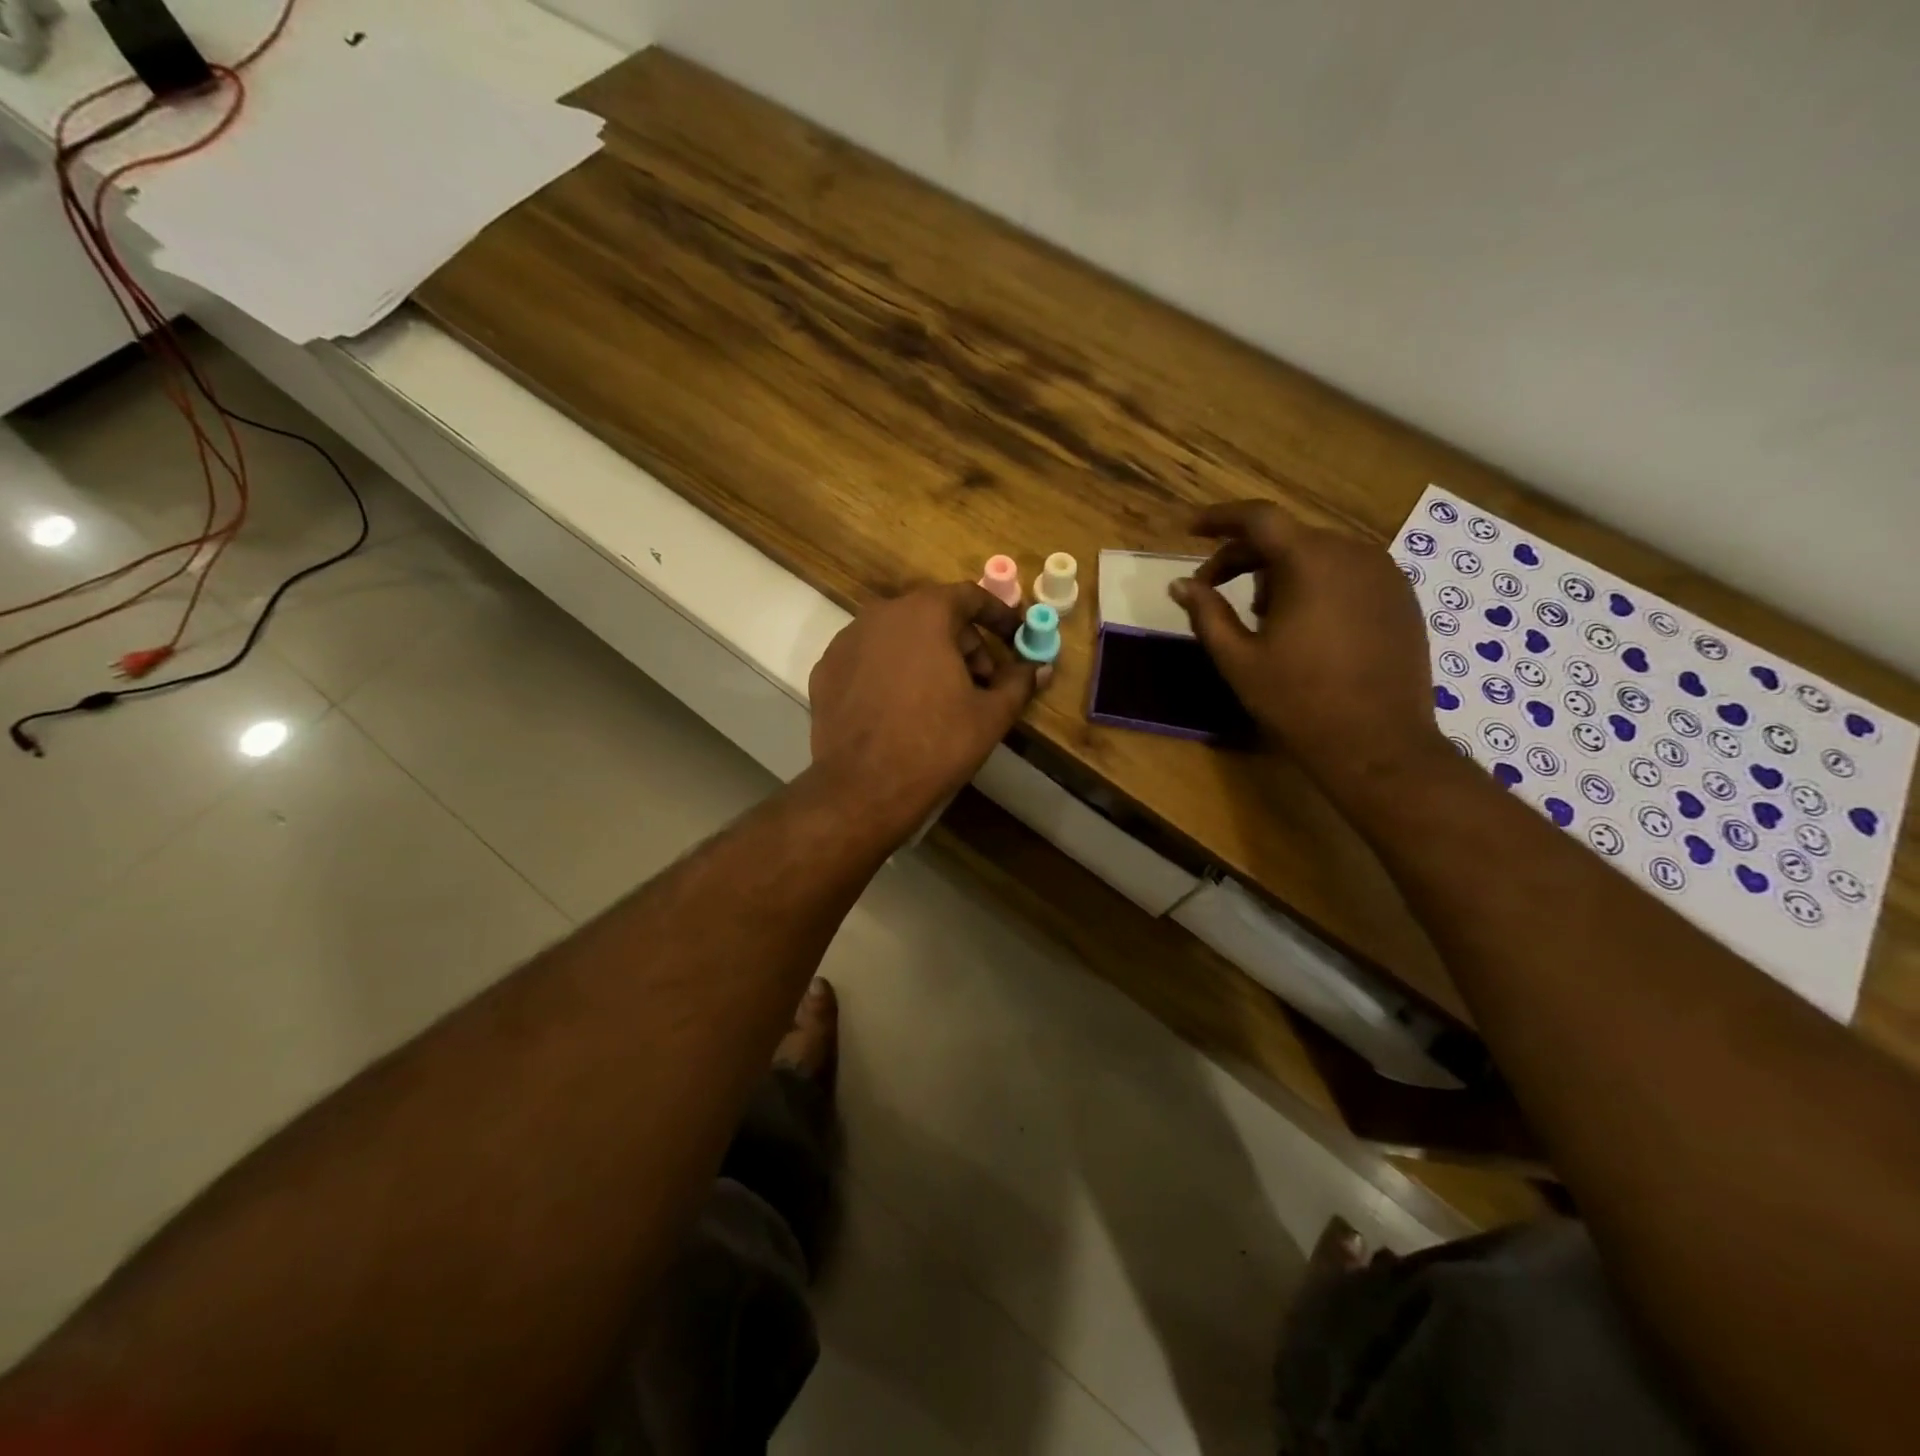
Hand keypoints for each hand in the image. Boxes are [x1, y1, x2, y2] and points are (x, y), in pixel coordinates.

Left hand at [808, 583, 1039, 836]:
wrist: (864, 788)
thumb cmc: (936, 744)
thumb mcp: (990, 715)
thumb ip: (1019, 683)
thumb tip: (1041, 668)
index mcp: (924, 614)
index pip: (969, 596)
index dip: (997, 616)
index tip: (1013, 636)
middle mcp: (881, 615)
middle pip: (932, 615)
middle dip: (963, 642)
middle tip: (981, 680)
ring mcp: (846, 641)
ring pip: (898, 636)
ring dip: (926, 655)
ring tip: (942, 696)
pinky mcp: (825, 670)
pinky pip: (870, 658)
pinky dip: (891, 670)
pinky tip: (901, 707)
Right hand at [1170, 501, 1446, 796]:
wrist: (1379, 746)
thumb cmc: (1299, 702)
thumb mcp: (1239, 660)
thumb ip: (1207, 614)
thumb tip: (1181, 585)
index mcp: (1310, 562)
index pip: (1258, 518)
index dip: (1219, 518)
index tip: (1190, 530)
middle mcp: (1353, 553)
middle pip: (1287, 536)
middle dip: (1244, 556)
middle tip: (1213, 588)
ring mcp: (1384, 574)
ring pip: (1318, 554)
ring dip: (1280, 572)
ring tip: (1260, 616)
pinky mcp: (1401, 598)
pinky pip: (1347, 573)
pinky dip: (1316, 584)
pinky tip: (1304, 625)